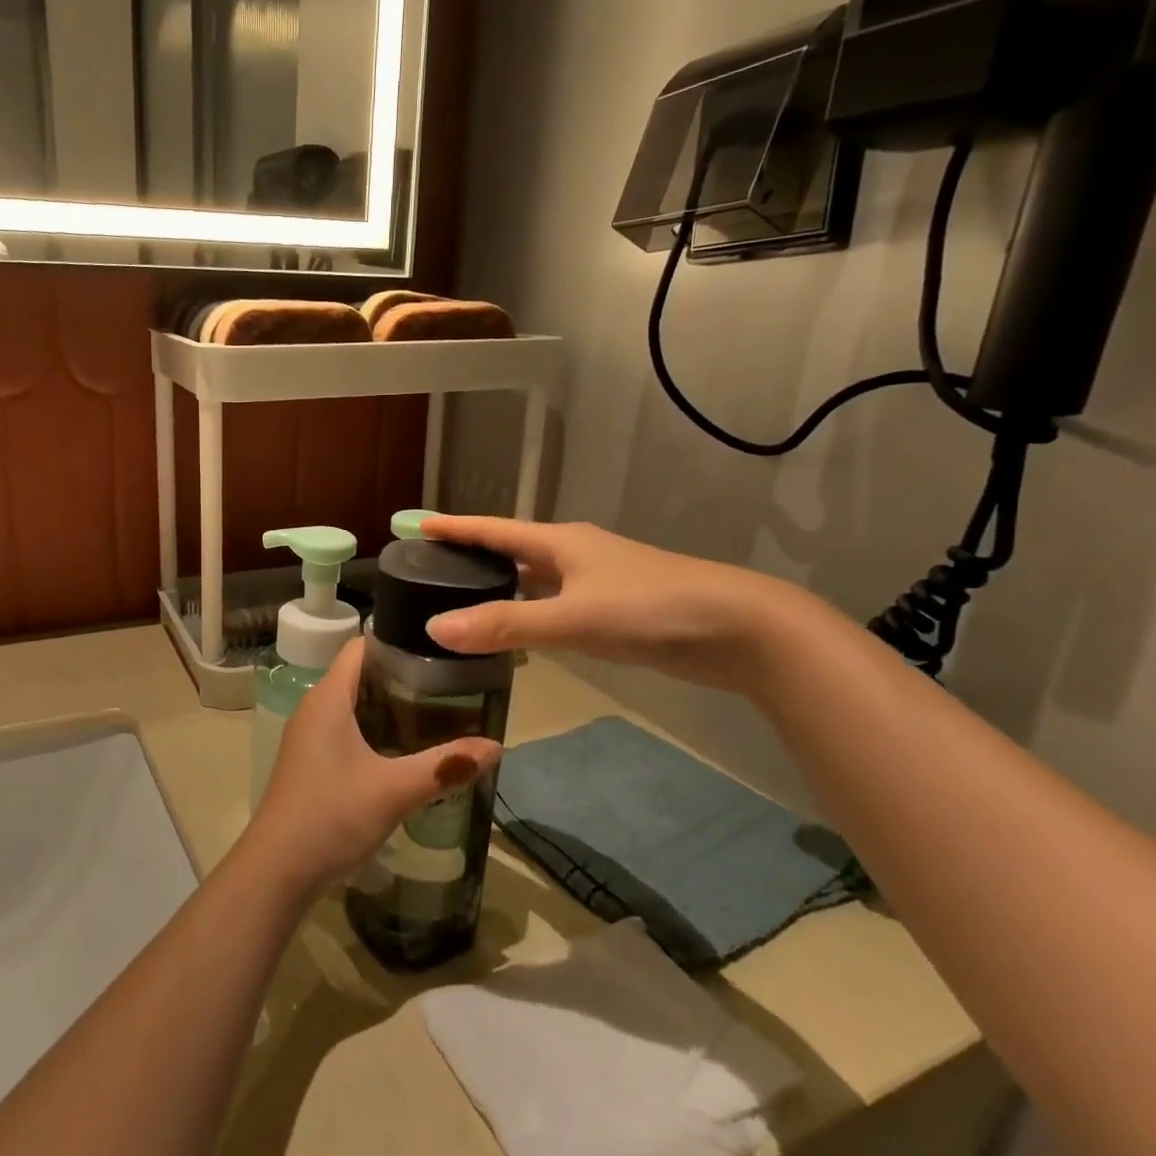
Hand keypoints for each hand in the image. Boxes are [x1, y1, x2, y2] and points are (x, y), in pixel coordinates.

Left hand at [243, 639, 500, 894]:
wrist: (277, 871)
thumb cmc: (331, 816)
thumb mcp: (394, 790)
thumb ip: (445, 766)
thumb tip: (496, 746)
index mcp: (327, 698)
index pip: (361, 646)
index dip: (397, 639)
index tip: (439, 647)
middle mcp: (314, 708)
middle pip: (360, 675)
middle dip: (403, 676)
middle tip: (451, 683)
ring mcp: (309, 737)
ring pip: (353, 705)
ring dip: (390, 707)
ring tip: (437, 713)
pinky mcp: (310, 762)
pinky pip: (346, 730)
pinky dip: (375, 731)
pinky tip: (405, 751)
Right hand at [421, 515, 814, 693]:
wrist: (739, 628)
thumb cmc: (651, 608)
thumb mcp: (573, 618)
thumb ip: (506, 625)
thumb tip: (436, 628)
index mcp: (561, 543)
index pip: (494, 529)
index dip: (455, 527)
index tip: (416, 524)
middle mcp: (575, 554)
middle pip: (512, 549)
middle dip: (472, 555)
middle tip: (431, 567)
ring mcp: (598, 580)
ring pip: (535, 578)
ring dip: (501, 585)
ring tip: (463, 598)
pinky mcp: (614, 608)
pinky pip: (555, 603)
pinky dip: (529, 611)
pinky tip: (519, 631)